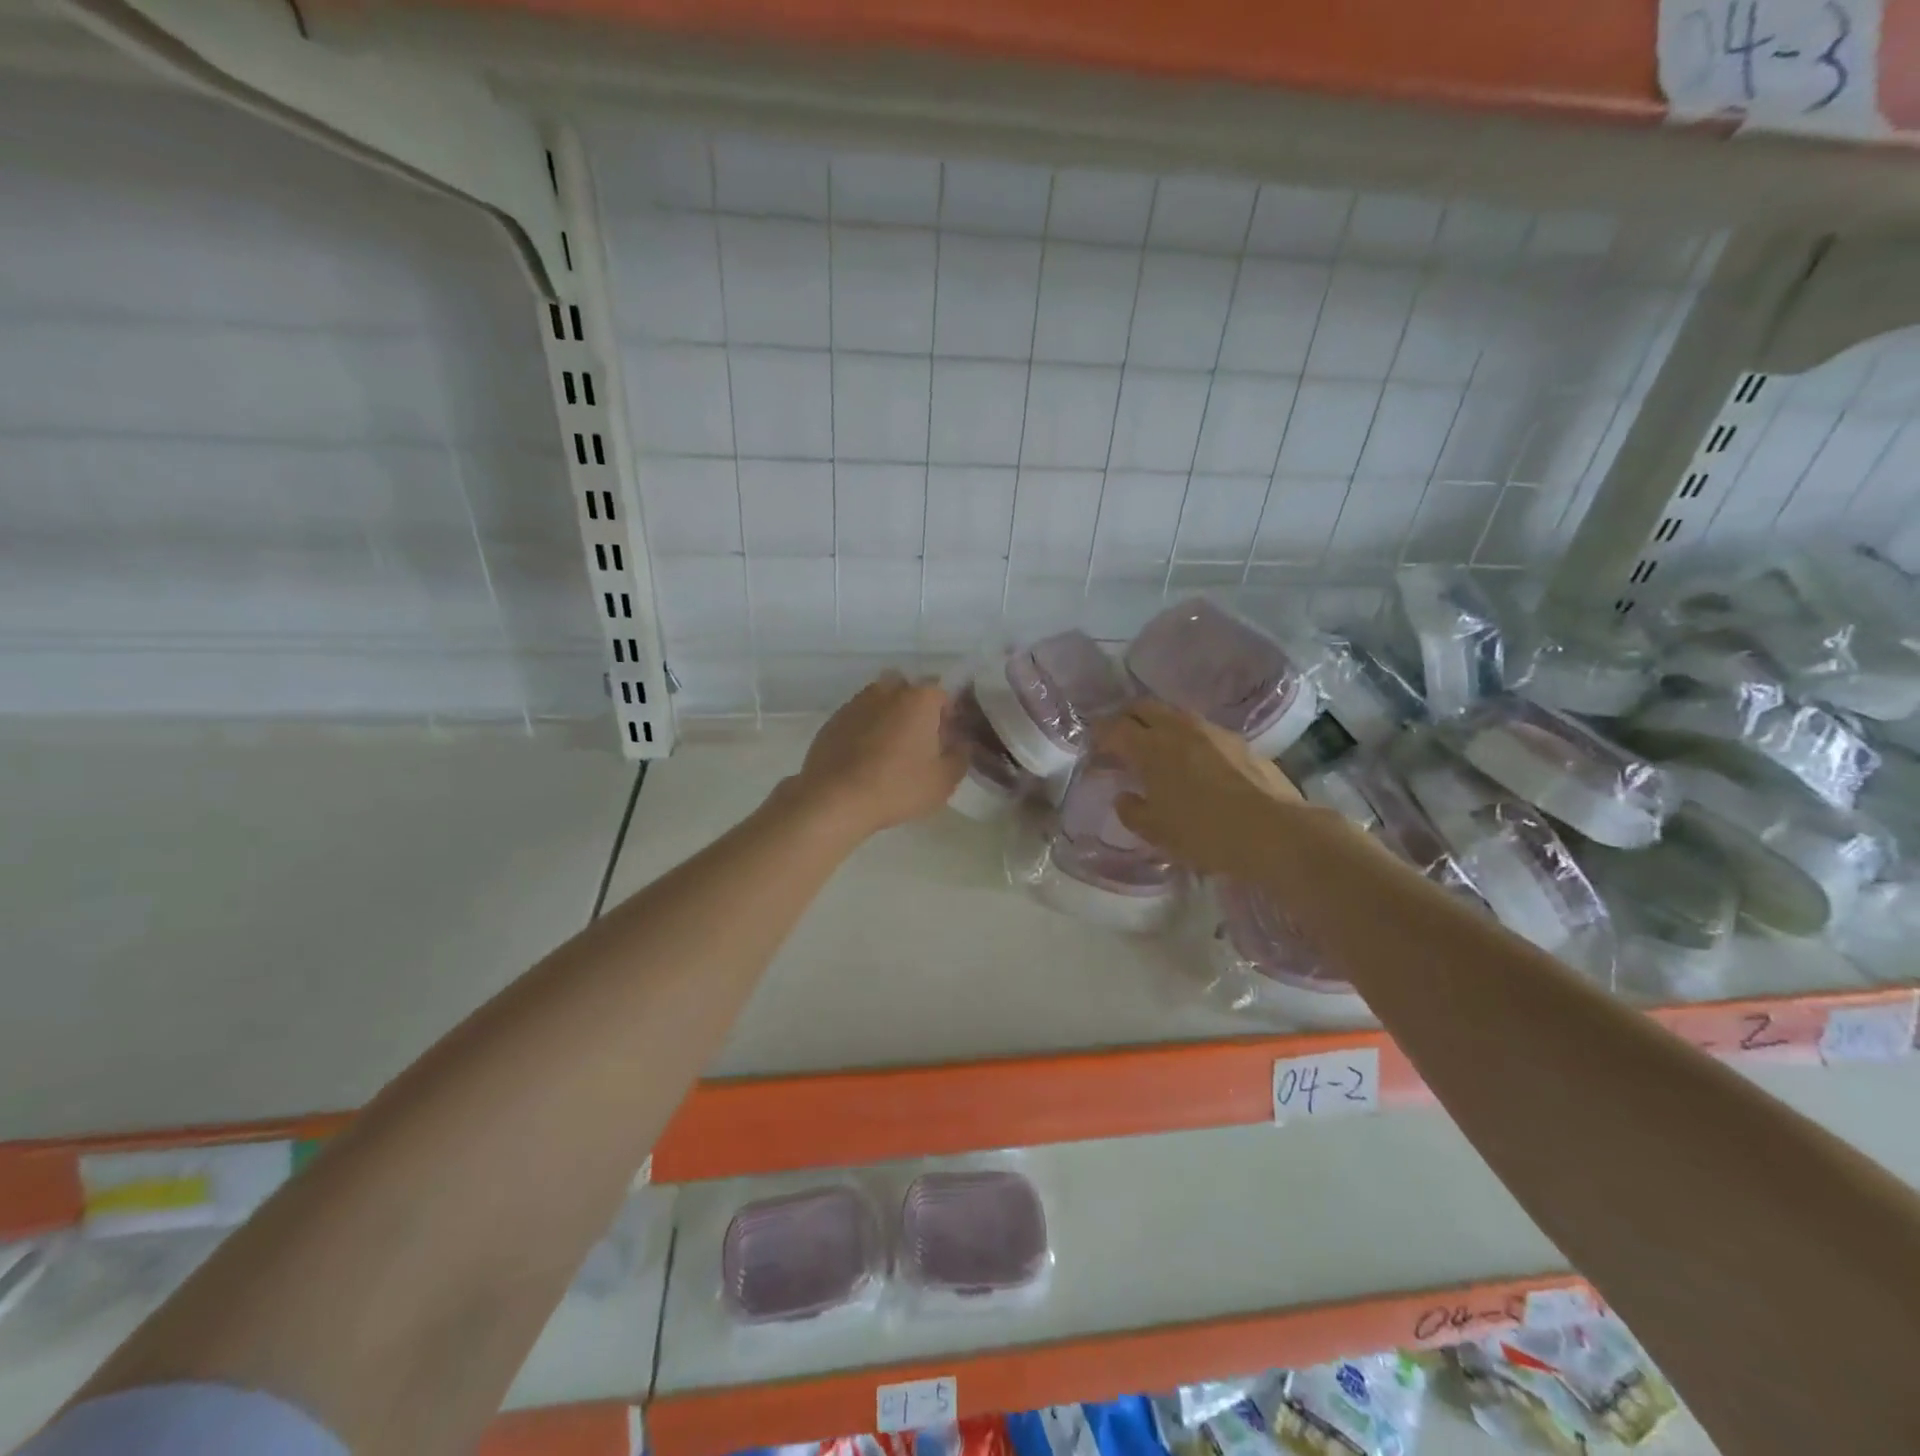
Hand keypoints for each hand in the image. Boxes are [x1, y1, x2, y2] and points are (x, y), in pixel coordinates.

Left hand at [792, 672, 965, 839]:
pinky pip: (859, 716)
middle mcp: (888, 691)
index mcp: (919, 699)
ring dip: (890, 716)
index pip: (943, 693)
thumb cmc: (898, 787)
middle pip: (910, 691)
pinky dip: (866, 729)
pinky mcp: (834, 719)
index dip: (949, 714)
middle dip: (917, 709)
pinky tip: (865, 757)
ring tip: (890, 750)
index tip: (947, 739)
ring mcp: (857, 702)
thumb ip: (960, 756)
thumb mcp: (943, 780)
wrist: (835, 799)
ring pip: (881, 700)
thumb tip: (961, 744)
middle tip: (920, 741)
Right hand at [1095, 700, 1302, 878]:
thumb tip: (1125, 797)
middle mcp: (1177, 728)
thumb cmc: (1204, 833)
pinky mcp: (1237, 740)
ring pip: (1173, 714)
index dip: (1098, 736)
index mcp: (1149, 747)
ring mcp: (1210, 730)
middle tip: (1119, 741)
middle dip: (1125, 719)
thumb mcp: (1156, 832)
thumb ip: (1131, 810)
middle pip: (1142, 707)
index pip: (1112, 728)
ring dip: (1157, 725)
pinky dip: (1185, 737)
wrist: (1273, 832)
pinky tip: (1190, 761)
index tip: (1093, 749)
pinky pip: (1199, 729)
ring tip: (1154, 750)